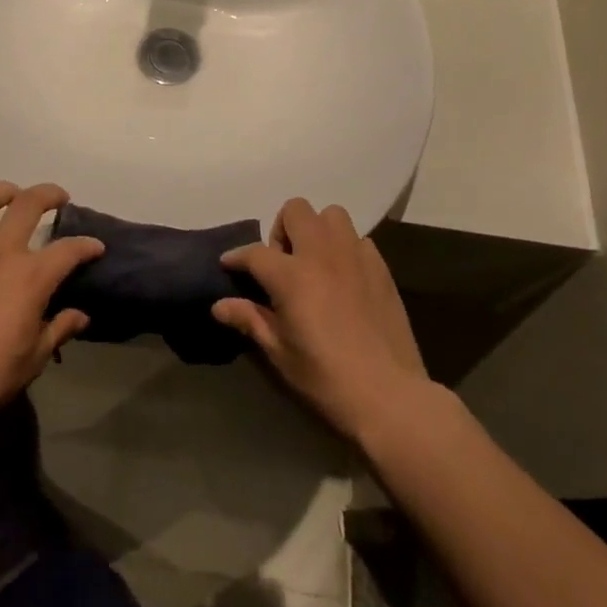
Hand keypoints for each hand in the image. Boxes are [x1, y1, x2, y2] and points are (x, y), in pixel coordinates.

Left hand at [0, 182, 103, 434]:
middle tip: (58, 198)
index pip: (69, 249)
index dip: (87, 246)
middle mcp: (0, 252)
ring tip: (10, 194)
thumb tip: (80, 316)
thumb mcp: (33, 359)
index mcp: (31, 276)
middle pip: (29, 204)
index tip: (96, 248)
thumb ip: (58, 329)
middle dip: (50, 195)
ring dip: (0, 192)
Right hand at [212, 198, 430, 442]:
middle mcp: (322, 253)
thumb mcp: (279, 352)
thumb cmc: (325, 377)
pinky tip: (344, 277)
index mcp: (292, 275)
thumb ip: (249, 319)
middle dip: (281, 229)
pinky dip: (345, 248)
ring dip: (317, 230)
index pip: (255, 253)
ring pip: (331, 215)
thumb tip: (219, 306)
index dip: (237, 257)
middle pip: (295, 210)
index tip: (228, 264)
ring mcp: (355, 256)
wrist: (388, 395)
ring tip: (315, 262)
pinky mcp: (380, 267)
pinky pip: (358, 239)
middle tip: (282, 263)